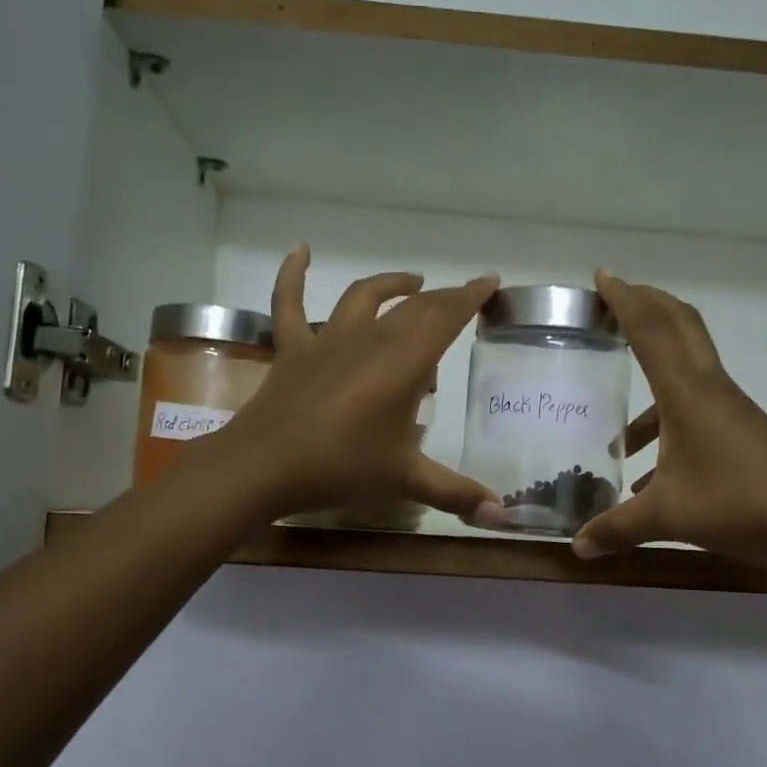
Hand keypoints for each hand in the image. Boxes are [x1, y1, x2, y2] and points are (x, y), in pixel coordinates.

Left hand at [214, 246, 501, 520]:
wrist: (263, 467)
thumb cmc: (341, 468)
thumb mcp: (405, 480)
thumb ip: (456, 493)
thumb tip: (503, 516)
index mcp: (403, 363)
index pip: (445, 317)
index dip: (470, 297)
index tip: (489, 281)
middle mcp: (369, 339)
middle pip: (413, 308)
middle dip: (443, 298)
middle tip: (462, 297)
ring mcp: (327, 340)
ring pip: (364, 297)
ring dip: (391, 285)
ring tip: (412, 282)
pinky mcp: (292, 349)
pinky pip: (288, 302)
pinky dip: (293, 274)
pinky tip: (301, 250)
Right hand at [571, 271, 766, 567]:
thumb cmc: (740, 503)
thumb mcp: (668, 518)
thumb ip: (617, 528)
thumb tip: (576, 547)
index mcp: (686, 392)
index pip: (650, 330)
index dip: (625, 300)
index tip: (602, 276)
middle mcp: (708, 388)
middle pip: (679, 326)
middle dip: (647, 306)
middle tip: (614, 302)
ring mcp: (728, 409)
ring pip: (684, 372)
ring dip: (650, 377)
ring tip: (613, 427)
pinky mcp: (739, 432)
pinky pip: (692, 410)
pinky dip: (663, 425)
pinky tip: (643, 475)